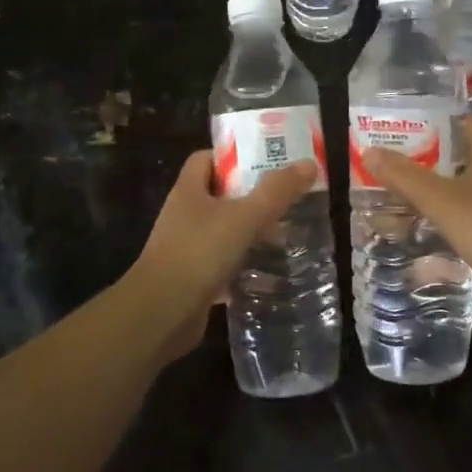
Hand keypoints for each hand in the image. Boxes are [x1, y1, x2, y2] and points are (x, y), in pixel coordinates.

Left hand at [127, 151, 317, 359]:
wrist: (161, 315)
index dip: (234, 157)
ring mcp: (185, 249)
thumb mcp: (245, 216)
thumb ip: (277, 191)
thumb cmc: (199, 253)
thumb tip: (310, 163)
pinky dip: (244, 267)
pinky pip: (223, 265)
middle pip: (219, 195)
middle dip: (252, 196)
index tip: (266, 162)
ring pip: (223, 232)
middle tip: (286, 199)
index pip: (206, 159)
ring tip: (284, 235)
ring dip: (250, 233)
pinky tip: (270, 275)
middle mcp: (184, 216)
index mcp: (188, 191)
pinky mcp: (192, 279)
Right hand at [363, 116, 471, 324]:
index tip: (408, 114)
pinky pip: (460, 223)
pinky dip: (438, 221)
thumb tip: (369, 151)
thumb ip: (405, 176)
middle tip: (388, 154)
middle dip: (425, 155)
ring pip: (457, 192)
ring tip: (393, 189)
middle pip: (458, 158)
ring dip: (430, 190)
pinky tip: (414, 229)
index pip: (467, 124)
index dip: (441, 115)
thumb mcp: (441, 198)